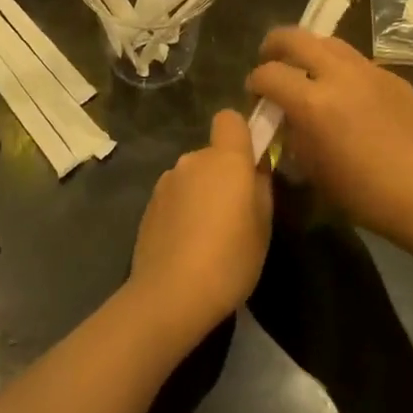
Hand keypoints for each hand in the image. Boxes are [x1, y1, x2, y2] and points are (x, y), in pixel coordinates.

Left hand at [126, 110, 271, 345]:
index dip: (241, 134)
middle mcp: (192, 159)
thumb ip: (261, 186)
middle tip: (234, 213)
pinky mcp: (149, 205)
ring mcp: (166, 181)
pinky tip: (187, 246)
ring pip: (192, 176)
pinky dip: (182, 212)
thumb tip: (255, 170)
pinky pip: (174, 197)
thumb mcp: (263, 225)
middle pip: (212, 153)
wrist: (171, 294)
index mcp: (225, 158)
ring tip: (208, 236)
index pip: (229, 118)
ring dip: (201, 193)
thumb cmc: (230, 257)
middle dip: (222, 174)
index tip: (249, 162)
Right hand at [246, 29, 412, 249]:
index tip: (255, 94)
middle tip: (270, 61)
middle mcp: (338, 74)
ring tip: (307, 70)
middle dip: (274, 46)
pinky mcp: (391, 74)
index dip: (255, 82)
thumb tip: (285, 116)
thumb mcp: (313, 169)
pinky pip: (356, 61)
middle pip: (294, 37)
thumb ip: (292, 133)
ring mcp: (368, 70)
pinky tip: (346, 93)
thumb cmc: (364, 193)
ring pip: (327, 41)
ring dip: (309, 51)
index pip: (268, 74)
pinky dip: (340, 68)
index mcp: (313, 102)